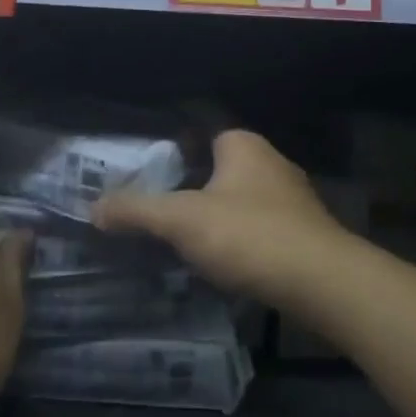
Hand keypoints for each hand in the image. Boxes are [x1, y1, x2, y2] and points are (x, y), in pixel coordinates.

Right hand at [92, 130, 356, 309]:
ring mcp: (293, 200)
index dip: (174, 150)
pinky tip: (222, 264)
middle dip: (191, 188)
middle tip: (157, 210)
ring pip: (240, 202)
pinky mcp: (304, 235)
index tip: (147, 172)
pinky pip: (259, 230)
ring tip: (182, 241)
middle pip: (219, 169)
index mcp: (243, 145)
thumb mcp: (181, 220)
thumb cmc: (248, 235)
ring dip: (216, 218)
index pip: (202, 133)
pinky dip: (239, 242)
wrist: (322, 283)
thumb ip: (136, 211)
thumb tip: (93, 208)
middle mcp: (271, 163)